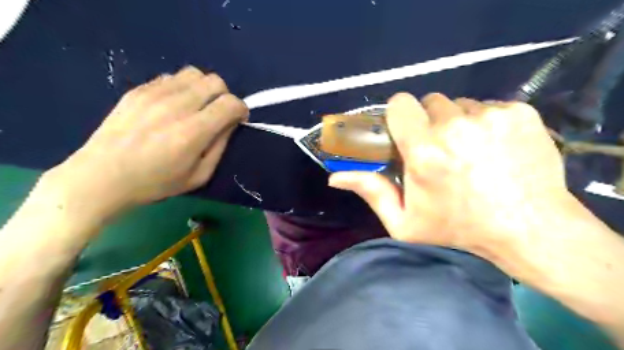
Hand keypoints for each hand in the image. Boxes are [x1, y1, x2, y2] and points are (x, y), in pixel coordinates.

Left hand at [45, 67, 248, 219]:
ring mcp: (154, 94)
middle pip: (215, 81)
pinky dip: (182, 88)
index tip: (238, 120)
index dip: (241, 109)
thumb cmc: (155, 182)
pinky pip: (171, 77)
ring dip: (204, 88)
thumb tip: (230, 124)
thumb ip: (220, 147)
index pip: (230, 103)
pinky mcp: (138, 90)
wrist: (102, 176)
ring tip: (197, 106)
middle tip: (218, 113)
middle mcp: (176, 106)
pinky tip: (173, 106)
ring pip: (194, 73)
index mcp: (193, 131)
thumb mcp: (199, 176)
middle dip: (225, 96)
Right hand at [331, 93, 568, 259]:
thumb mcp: (405, 221)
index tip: (406, 132)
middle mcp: (455, 126)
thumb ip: (370, 192)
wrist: (529, 228)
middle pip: (431, 102)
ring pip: (461, 104)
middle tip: (439, 148)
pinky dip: (486, 122)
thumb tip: (334, 177)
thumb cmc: (459, 227)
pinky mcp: (520, 113)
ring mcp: (491, 116)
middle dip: (429, 121)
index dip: (400, 115)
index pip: (401, 104)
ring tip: (468, 150)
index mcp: (424, 151)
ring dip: (457, 122)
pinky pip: (489, 106)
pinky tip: (494, 147)